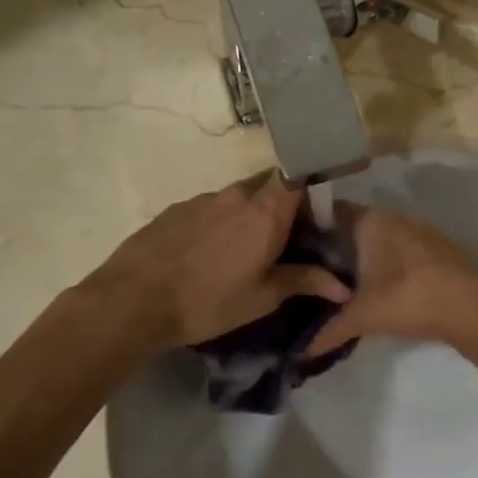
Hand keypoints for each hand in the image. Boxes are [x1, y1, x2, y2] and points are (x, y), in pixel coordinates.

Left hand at [89, 174, 351, 350]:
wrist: (133, 300)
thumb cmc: (209, 301)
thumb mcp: (262, 298)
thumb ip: (304, 282)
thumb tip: (343, 287)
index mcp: (265, 211)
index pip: (298, 176)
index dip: (310, 189)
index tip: (316, 213)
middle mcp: (236, 194)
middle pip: (268, 186)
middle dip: (281, 206)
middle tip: (284, 239)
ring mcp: (203, 199)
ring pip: (238, 198)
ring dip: (248, 216)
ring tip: (243, 252)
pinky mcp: (176, 209)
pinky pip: (210, 208)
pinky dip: (219, 224)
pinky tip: (208, 254)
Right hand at [305, 205, 477, 356]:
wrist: (475, 307)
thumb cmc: (410, 298)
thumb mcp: (363, 316)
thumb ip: (328, 330)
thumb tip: (299, 352)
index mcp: (370, 221)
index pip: (329, 212)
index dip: (309, 227)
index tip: (290, 246)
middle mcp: (393, 217)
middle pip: (353, 226)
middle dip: (334, 247)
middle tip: (309, 270)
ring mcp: (418, 232)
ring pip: (378, 239)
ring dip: (362, 256)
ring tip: (338, 281)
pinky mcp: (436, 250)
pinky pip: (398, 250)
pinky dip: (384, 264)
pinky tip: (377, 287)